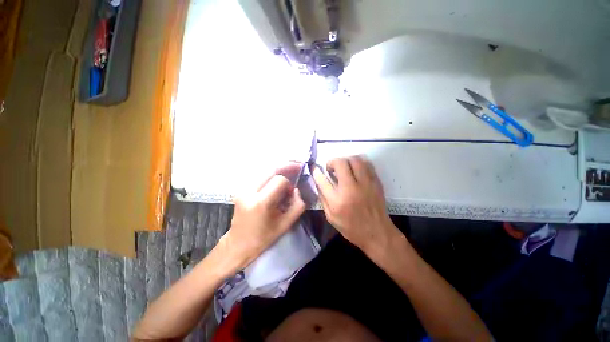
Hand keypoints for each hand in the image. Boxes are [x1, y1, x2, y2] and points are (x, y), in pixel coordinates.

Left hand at [221, 163, 305, 271]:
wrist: (239, 243)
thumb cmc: (264, 237)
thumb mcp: (286, 224)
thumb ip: (298, 205)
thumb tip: (296, 189)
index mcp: (260, 202)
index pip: (279, 180)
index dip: (288, 184)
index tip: (291, 192)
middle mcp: (248, 191)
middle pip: (270, 170)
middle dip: (286, 166)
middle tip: (297, 165)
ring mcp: (242, 188)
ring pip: (264, 170)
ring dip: (278, 169)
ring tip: (289, 169)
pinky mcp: (241, 188)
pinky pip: (259, 175)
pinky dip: (270, 173)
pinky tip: (277, 176)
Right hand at [312, 156, 396, 254]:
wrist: (377, 233)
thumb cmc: (351, 228)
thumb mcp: (331, 217)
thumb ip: (323, 198)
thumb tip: (319, 182)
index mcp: (337, 201)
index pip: (322, 179)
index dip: (316, 171)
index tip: (314, 167)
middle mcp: (351, 189)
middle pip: (341, 163)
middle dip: (332, 162)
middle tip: (331, 168)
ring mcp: (366, 184)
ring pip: (355, 159)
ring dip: (346, 160)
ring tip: (344, 167)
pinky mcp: (376, 182)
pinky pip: (367, 164)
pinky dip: (358, 163)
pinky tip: (355, 169)